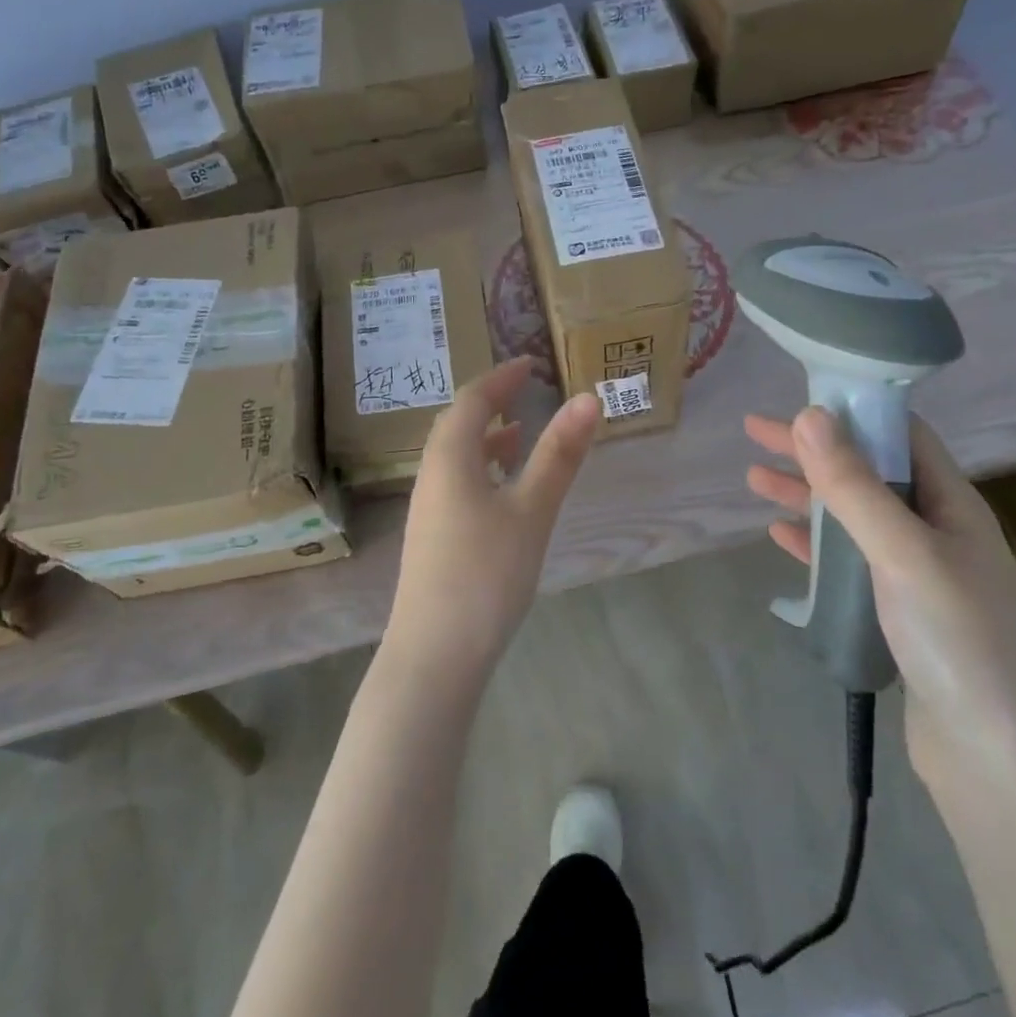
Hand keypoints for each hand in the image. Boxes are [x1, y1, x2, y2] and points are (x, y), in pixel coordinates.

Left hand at [384, 359, 601, 682]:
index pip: (472, 399)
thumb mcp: (531, 510)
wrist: (435, 654)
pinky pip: (456, 482)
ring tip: (518, 433)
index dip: (501, 377)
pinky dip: (481, 469)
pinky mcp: (432, 536)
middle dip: (490, 402)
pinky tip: (501, 490)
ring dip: (485, 437)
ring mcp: (428, 508)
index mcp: (450, 458)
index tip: (530, 362)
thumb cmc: (486, 574)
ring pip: (455, 456)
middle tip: (524, 391)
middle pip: (457, 424)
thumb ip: (559, 455)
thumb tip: (588, 398)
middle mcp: (431, 474)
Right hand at [744, 408, 1015, 789]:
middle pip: (868, 474)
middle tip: (754, 432)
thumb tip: (809, 415)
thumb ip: (855, 487)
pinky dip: (814, 544)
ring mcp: (917, 575)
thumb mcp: (904, 554)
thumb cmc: (959, 641)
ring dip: (806, 495)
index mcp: (952, 506)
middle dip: (813, 451)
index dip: (854, 411)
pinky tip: (781, 536)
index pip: (902, 438)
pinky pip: (848, 562)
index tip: (800, 395)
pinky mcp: (896, 614)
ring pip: (852, 518)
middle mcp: (937, 532)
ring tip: (754, 479)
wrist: (996, 759)